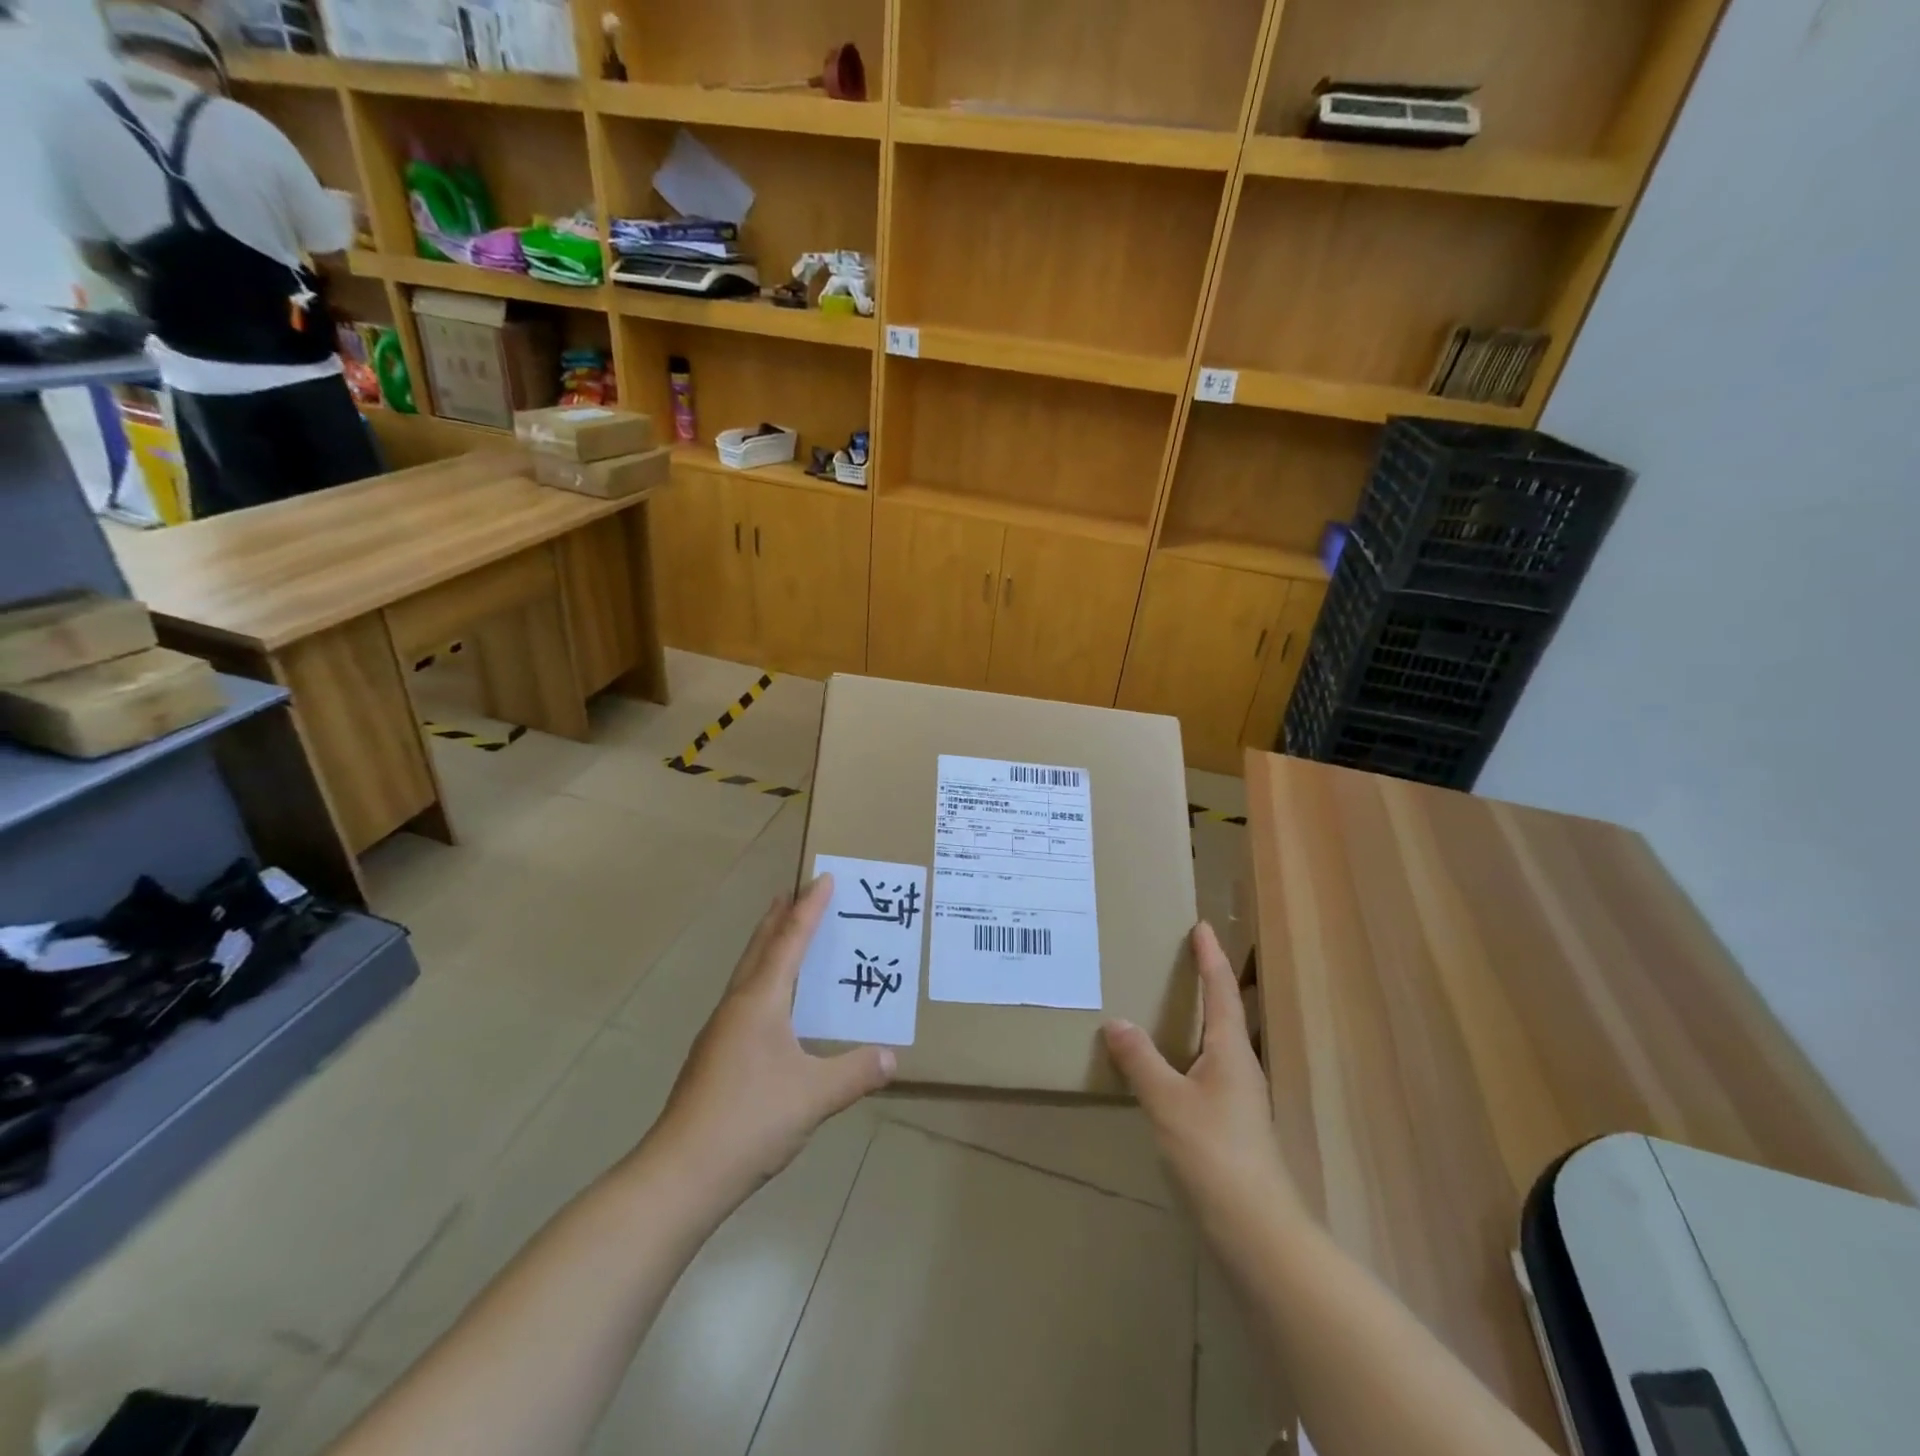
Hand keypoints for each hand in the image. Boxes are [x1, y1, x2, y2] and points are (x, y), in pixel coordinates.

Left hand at [652, 874, 894, 1202]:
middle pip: (760, 948)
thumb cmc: (750, 1119)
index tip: (823, 877)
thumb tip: (893, 1056)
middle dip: (779, 917)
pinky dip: (763, 980)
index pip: (790, 941)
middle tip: (794, 890)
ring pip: (748, 973)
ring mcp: (720, 1032)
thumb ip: (856, 1072)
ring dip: (767, 947)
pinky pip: (745, 999)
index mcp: (760, 1001)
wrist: (681, 1174)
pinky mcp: (714, 1057)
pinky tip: (774, 1005)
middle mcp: (737, 1006)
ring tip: (785, 935)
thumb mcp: (814, 1096)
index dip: (809, 908)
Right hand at [1103, 923, 1298, 1230]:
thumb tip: (1116, 1022)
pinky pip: (1203, 1071)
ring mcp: (1237, 1098)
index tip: (1201, 926)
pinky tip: (1163, 1067)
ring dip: (1195, 1019)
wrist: (1255, 1230)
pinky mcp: (1228, 1125)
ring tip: (1165, 1005)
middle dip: (1205, 983)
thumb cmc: (1214, 1153)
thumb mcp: (1168, 1101)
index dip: (1210, 958)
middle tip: (1179, 958)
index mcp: (1230, 1051)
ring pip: (1214, 1044)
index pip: (1220, 991)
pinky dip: (1183, 1054)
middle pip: (1223, 1014)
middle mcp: (1239, 1067)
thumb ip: (1141, 1060)